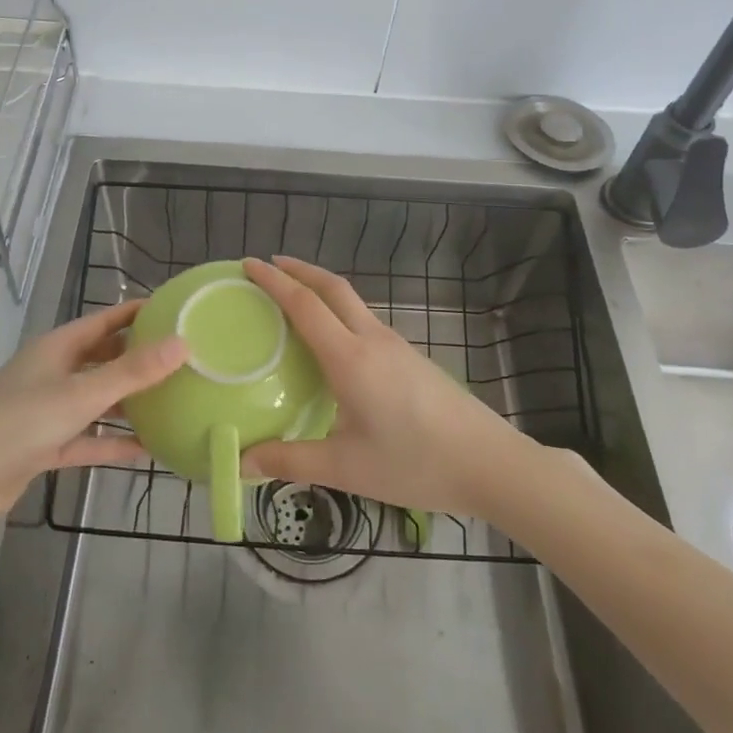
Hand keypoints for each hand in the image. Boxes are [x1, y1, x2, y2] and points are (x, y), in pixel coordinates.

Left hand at [0, 300, 185, 537]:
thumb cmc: (19, 424)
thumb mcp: (81, 395)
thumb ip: (132, 372)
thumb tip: (183, 343)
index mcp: (57, 348)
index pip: (105, 320)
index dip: (138, 313)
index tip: (177, 311)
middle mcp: (52, 373)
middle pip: (102, 358)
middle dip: (139, 358)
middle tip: (183, 359)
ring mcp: (46, 411)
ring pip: (96, 399)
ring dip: (128, 402)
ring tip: (172, 402)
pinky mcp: (43, 446)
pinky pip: (86, 438)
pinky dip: (111, 441)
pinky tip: (146, 449)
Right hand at [239, 256, 533, 520]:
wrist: (490, 463)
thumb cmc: (415, 463)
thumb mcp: (346, 468)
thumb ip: (291, 461)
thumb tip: (242, 462)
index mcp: (350, 358)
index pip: (304, 305)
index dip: (274, 281)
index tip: (249, 264)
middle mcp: (372, 340)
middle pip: (333, 288)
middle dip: (299, 270)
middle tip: (269, 267)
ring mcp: (396, 346)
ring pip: (353, 302)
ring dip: (321, 290)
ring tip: (295, 301)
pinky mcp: (411, 358)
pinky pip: (366, 322)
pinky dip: (340, 313)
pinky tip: (334, 343)